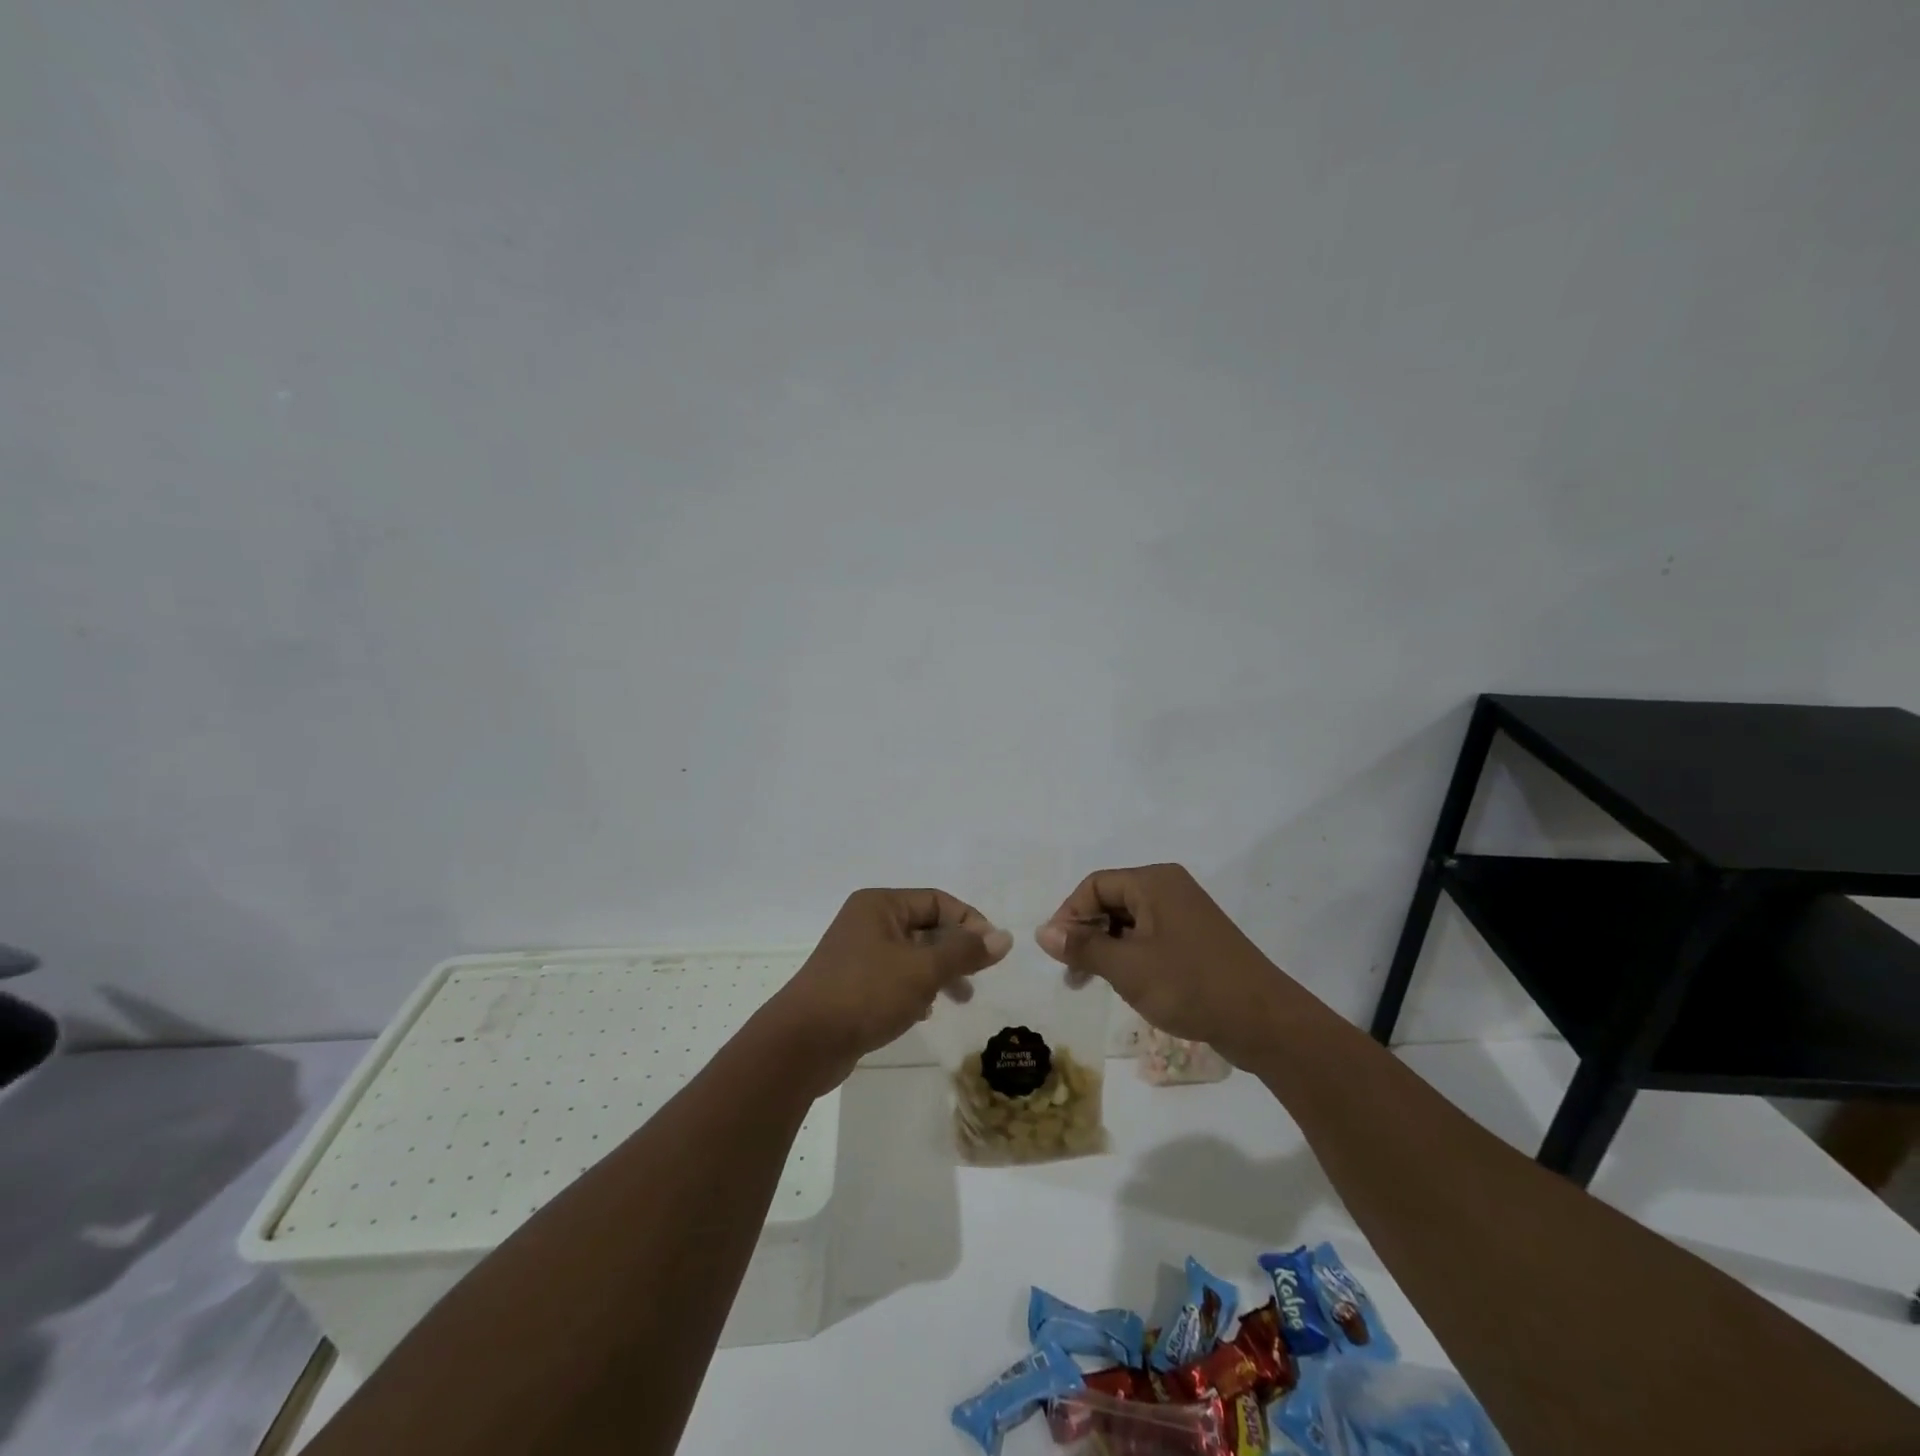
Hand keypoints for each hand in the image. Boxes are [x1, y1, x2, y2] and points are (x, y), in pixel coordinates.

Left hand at [764, 888, 1012, 1094]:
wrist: (803, 1043)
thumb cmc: (865, 993)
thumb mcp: (922, 970)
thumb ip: (965, 952)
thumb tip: (1005, 937)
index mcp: (880, 905)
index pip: (937, 901)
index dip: (969, 922)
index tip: (992, 953)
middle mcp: (868, 921)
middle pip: (926, 927)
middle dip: (955, 951)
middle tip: (977, 979)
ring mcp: (858, 954)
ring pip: (913, 955)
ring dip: (939, 973)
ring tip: (959, 1000)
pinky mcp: (853, 985)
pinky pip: (896, 978)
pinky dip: (916, 990)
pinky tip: (924, 1013)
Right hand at [1034, 864, 1301, 1067]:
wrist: (1264, 1021)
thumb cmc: (1190, 985)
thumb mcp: (1127, 968)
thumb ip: (1083, 947)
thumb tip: (1043, 933)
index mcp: (1154, 882)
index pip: (1095, 885)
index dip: (1069, 915)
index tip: (1055, 952)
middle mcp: (1169, 889)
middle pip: (1111, 900)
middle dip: (1085, 933)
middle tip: (1070, 972)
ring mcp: (1185, 915)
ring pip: (1129, 922)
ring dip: (1104, 948)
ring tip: (1089, 983)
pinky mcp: (1195, 941)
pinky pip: (1149, 938)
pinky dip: (1129, 956)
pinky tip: (1122, 983)